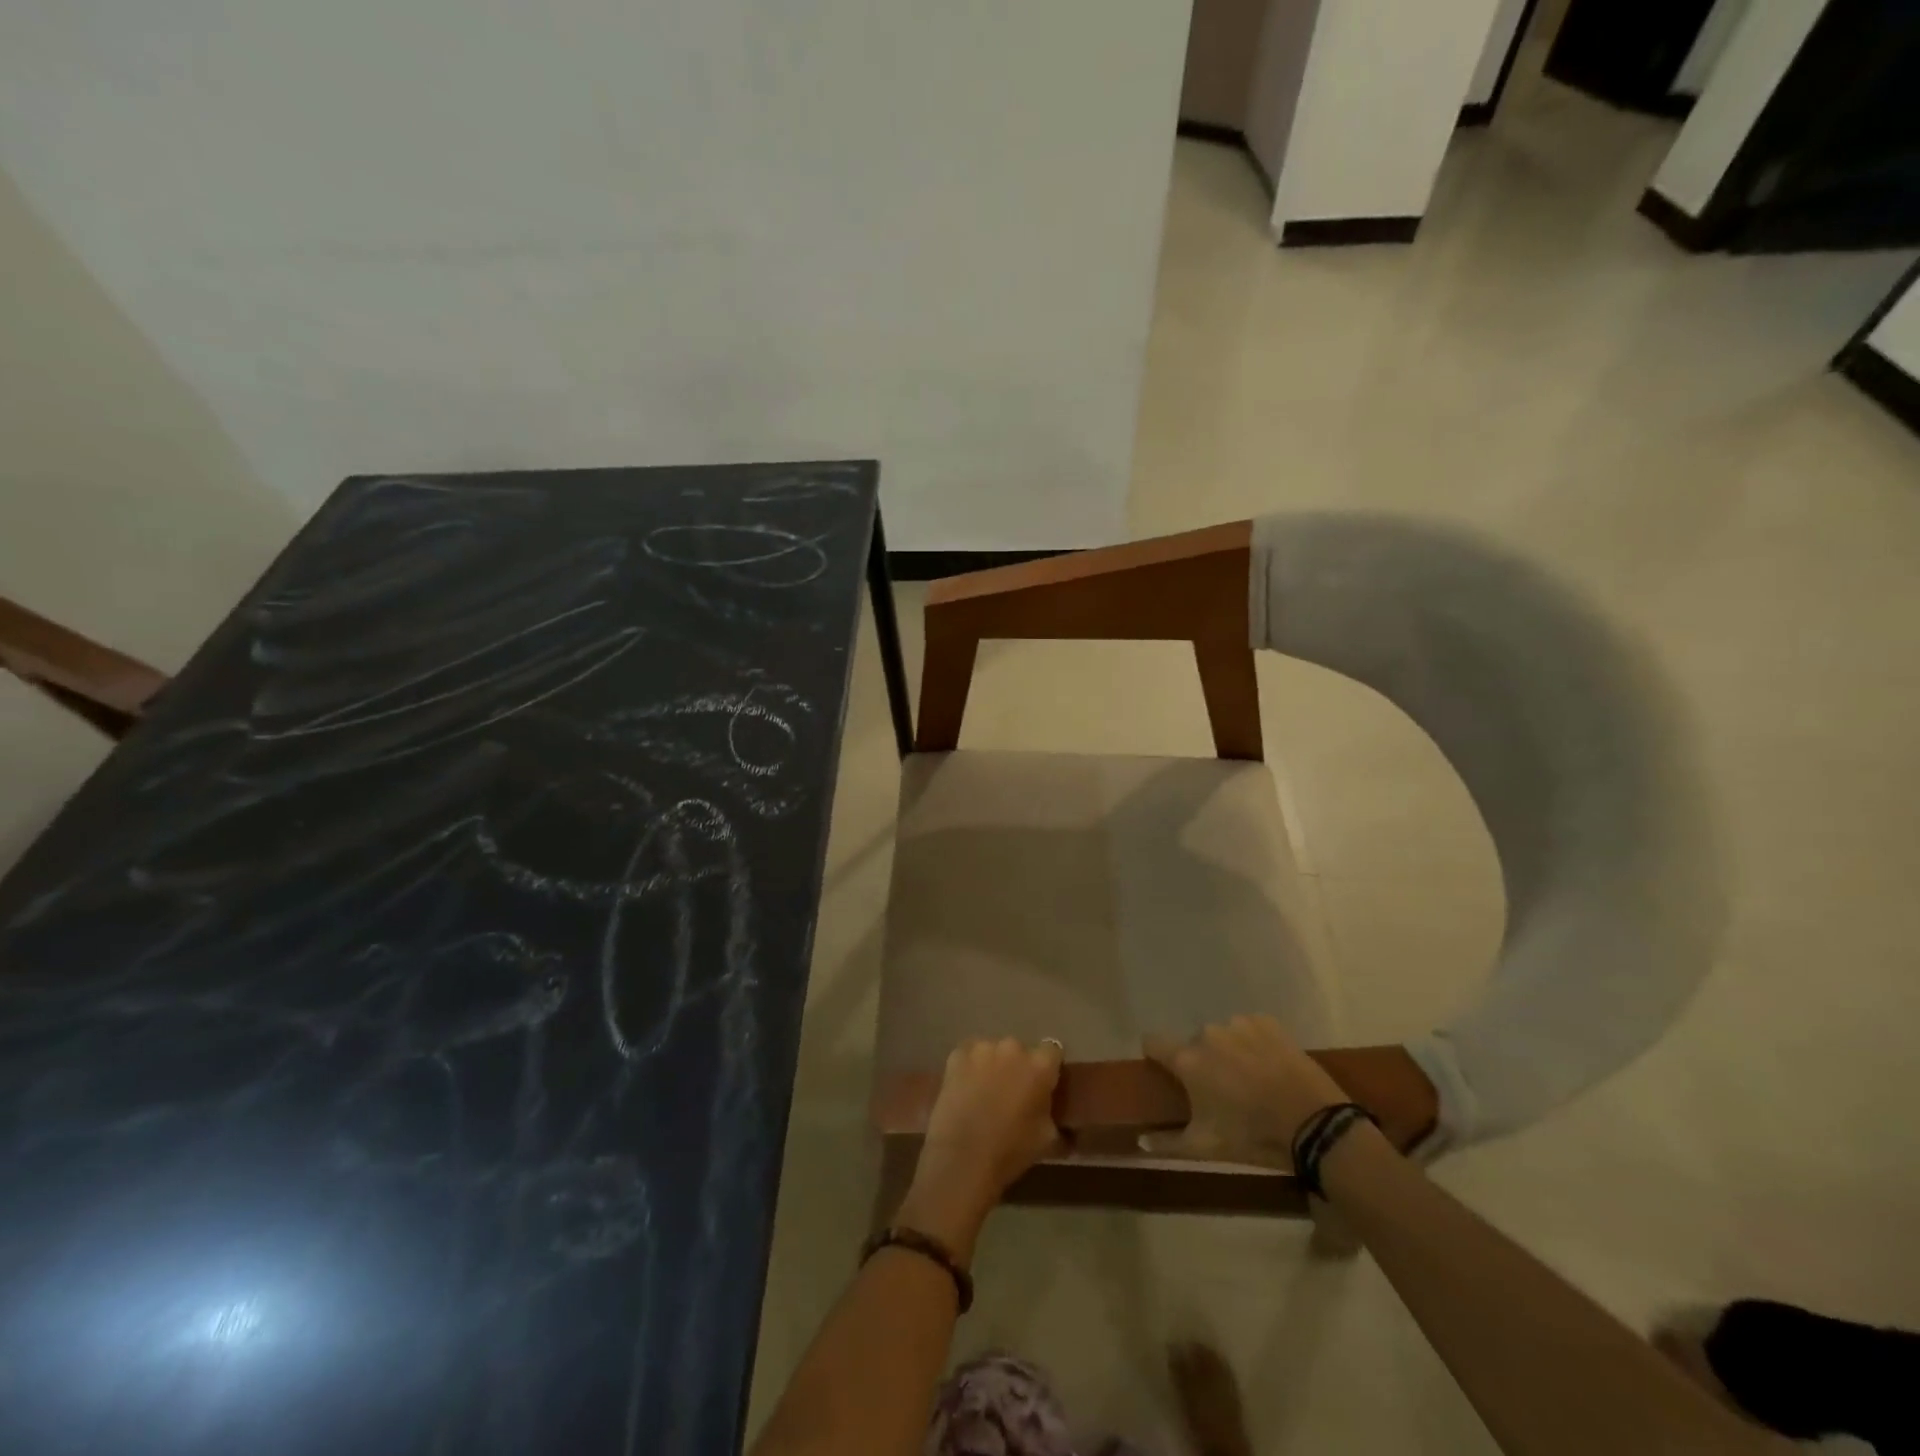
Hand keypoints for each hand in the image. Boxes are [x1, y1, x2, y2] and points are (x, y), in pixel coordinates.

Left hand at [898, 1038, 1063, 1260]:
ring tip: (985, 1092)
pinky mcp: (957, 1054)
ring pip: (993, 1051)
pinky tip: (966, 1089)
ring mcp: (982, 1047)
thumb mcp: (1047, 1138)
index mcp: (1040, 1065)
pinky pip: (970, 1055)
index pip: (1053, 1051)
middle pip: (1020, 1050)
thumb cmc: (1010, 1151)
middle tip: (1012, 1092)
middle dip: (1018, 1067)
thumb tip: (1051, 1110)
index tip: (1043, 1085)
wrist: (962, 1158)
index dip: (1048, 1068)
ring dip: (994, 1065)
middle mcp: (1013, 1047)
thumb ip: (1052, 1112)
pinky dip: (970, 1068)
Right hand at [1140, 1015, 1345, 1164]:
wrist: (1312, 1123)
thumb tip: (1139, 1141)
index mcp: (1187, 1059)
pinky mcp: (1266, 1022)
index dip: (1156, 1055)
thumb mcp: (1206, 1147)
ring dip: (1229, 1051)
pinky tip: (1270, 1066)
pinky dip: (1254, 1043)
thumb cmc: (1251, 1135)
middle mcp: (1207, 1033)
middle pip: (1194, 1043)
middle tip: (1222, 1090)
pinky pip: (1250, 1028)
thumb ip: (1167, 1143)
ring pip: (1223, 1035)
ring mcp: (1238, 1023)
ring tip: (1251, 1079)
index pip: (1153, 1042)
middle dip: (1203, 1062)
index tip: (1166, 1070)